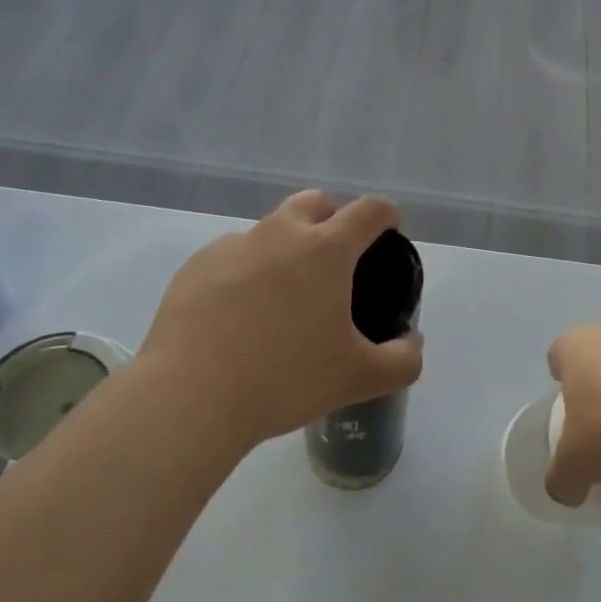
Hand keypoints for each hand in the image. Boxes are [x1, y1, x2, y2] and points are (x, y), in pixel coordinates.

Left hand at [142, 191, 423, 448]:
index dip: (386, 216)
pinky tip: (236, 316)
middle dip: (332, 219)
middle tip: (334, 264)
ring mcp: (233, 245)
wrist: (189, 398)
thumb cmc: (285, 380)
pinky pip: (232, 256)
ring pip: (270, 230)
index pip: (369, 210)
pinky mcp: (195, 266)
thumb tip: (411, 342)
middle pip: (315, 203)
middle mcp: (280, 233)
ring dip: (285, 249)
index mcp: (326, 249)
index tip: (389, 232)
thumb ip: (402, 360)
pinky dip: (244, 273)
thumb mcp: (358, 378)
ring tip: (280, 301)